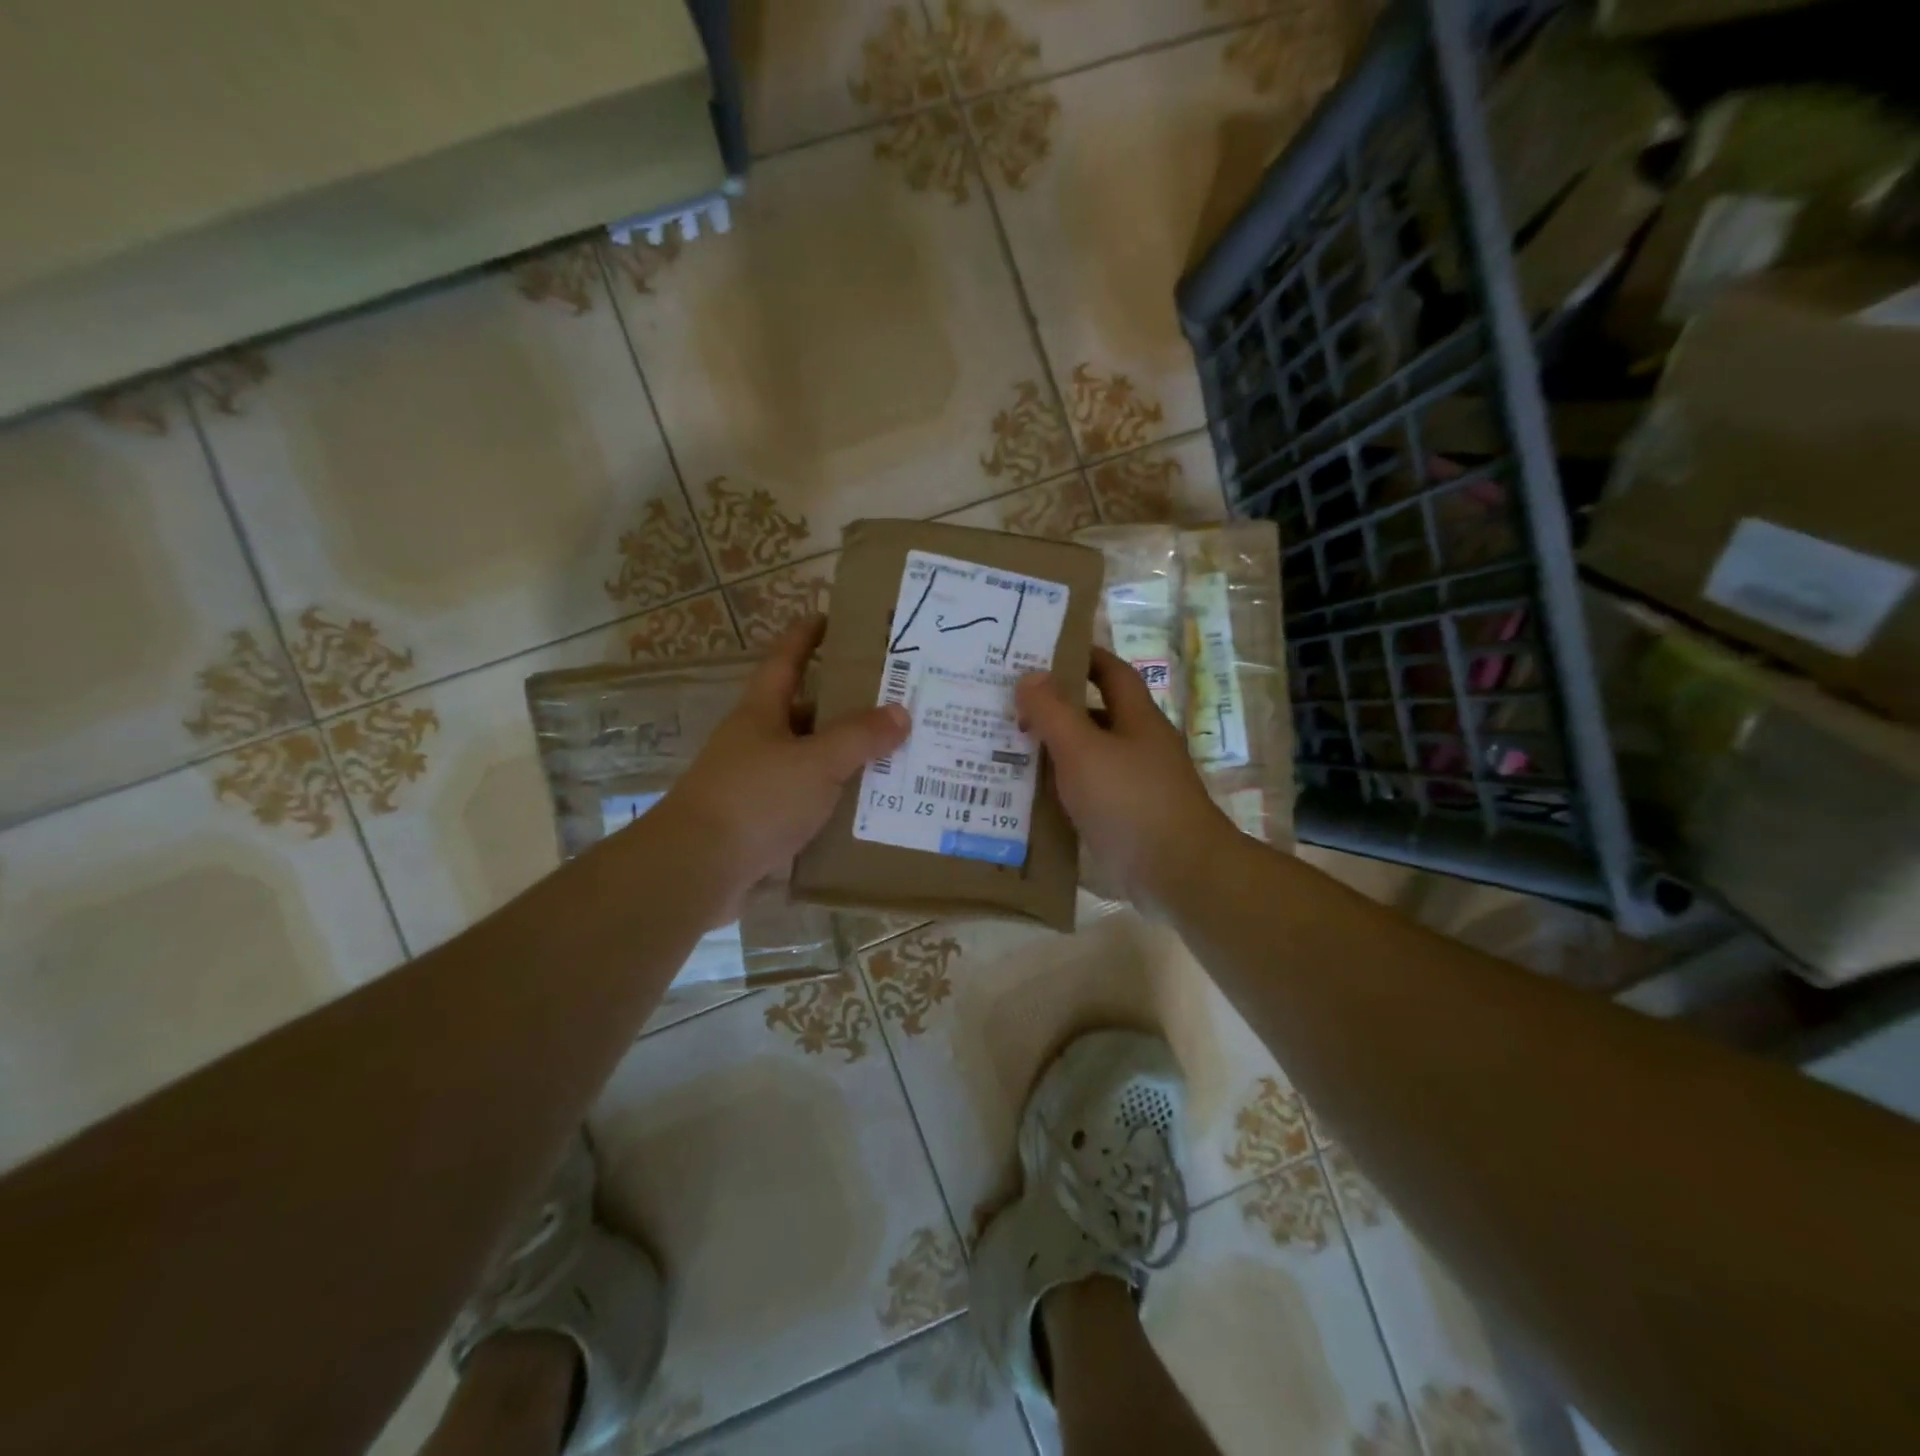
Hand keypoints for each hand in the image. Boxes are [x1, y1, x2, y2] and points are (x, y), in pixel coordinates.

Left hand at [661, 616, 908, 917]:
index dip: (806, 636)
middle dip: (843, 704)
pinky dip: (834, 799)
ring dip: (843, 757)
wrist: (697, 868)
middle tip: (891, 700)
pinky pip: (807, 800)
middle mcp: (757, 741)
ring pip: (809, 759)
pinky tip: (866, 806)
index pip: (786, 660)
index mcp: (762, 712)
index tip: (831, 618)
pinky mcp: (761, 822)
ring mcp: (756, 782)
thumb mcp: (816, 762)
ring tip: (892, 754)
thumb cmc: (756, 798)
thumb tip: (900, 712)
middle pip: (804, 712)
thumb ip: (860, 737)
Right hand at [1017, 647, 1229, 909]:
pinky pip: (1086, 794)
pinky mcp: (1125, 819)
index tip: (1042, 653)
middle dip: (1054, 708)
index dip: (1082, 657)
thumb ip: (1054, 712)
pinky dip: (1059, 791)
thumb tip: (1029, 675)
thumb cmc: (1131, 800)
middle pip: (1094, 715)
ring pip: (1087, 757)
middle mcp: (1138, 746)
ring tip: (1004, 748)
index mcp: (1136, 718)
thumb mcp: (1083, 750)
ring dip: (1052, 752)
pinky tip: (1026, 797)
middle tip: (1007, 706)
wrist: (1178, 873)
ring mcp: (1133, 785)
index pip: (1110, 672)